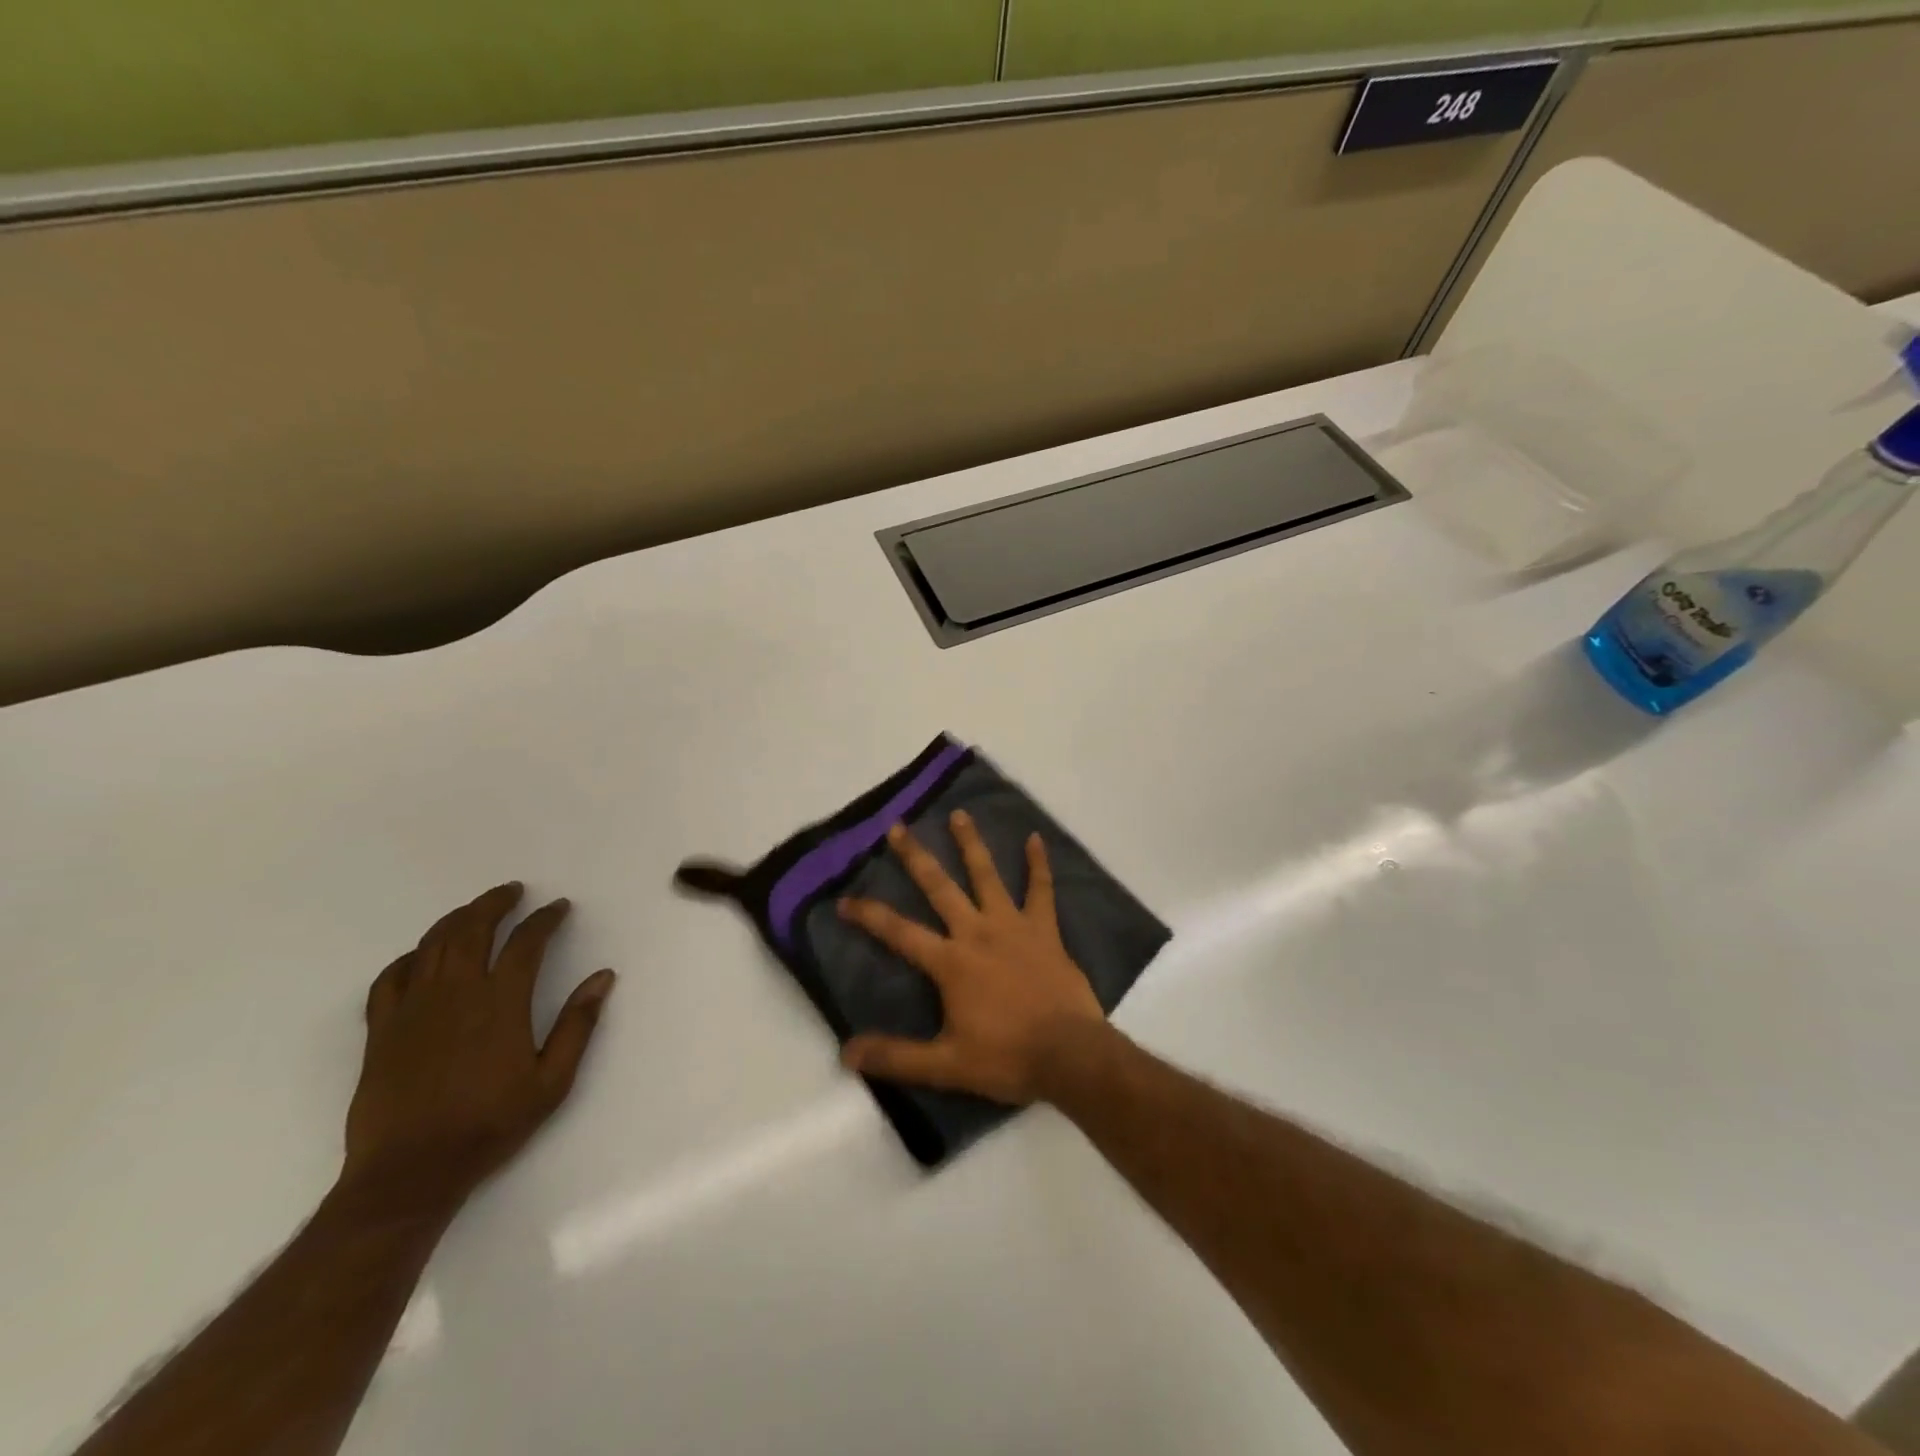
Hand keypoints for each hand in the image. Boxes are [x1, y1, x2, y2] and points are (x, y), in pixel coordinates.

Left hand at [343, 883, 616, 1209]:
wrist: (410, 1171)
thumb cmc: (490, 1124)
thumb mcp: (552, 1081)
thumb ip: (578, 1024)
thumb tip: (603, 977)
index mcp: (501, 1003)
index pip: (526, 942)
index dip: (545, 918)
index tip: (558, 907)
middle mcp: (456, 994)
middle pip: (473, 929)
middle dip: (495, 903)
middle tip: (513, 891)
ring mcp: (413, 1009)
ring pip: (432, 945)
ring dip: (456, 919)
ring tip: (474, 910)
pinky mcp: (381, 1029)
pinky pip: (390, 978)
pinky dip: (409, 957)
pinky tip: (421, 956)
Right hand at [837, 813, 1109, 1104]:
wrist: (1069, 1054)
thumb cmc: (1006, 1057)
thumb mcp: (945, 1065)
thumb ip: (896, 1057)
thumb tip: (847, 1053)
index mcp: (950, 962)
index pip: (899, 932)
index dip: (869, 915)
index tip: (844, 900)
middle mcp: (976, 932)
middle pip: (939, 887)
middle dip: (915, 857)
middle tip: (898, 827)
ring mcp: (1013, 925)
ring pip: (987, 875)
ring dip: (971, 844)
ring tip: (959, 814)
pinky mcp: (1044, 929)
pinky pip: (1041, 890)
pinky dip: (1038, 864)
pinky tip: (1036, 839)